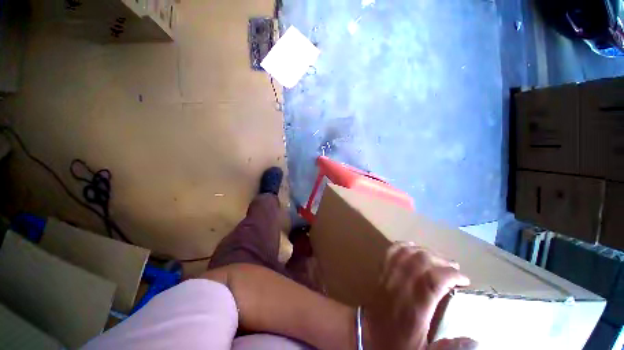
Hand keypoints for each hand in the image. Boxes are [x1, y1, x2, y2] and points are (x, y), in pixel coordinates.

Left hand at [363, 242, 475, 349]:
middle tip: (454, 267)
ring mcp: (388, 276)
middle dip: (440, 259)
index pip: (433, 280)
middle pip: (419, 261)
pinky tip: (413, 246)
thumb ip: (448, 349)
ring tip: (438, 257)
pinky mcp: (381, 273)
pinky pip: (391, 252)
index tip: (464, 280)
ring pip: (405, 253)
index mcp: (413, 308)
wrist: (366, 336)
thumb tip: (475, 341)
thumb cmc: (396, 346)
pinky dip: (403, 246)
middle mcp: (400, 287)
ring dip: (424, 251)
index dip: (451, 274)